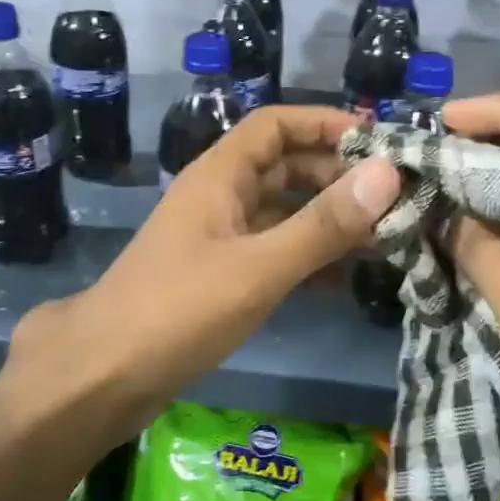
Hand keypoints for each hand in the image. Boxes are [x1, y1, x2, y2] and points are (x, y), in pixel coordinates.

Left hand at [1, 107, 399, 436]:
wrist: (103, 377)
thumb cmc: (178, 310)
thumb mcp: (258, 267)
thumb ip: (323, 224)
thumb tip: (388, 173)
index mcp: (220, 176)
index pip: (276, 124)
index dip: (325, 124)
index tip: (378, 142)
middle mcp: (221, 197)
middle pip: (286, 167)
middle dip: (338, 176)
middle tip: (396, 197)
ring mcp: (220, 238)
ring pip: (284, 212)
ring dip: (329, 219)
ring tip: (386, 236)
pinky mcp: (222, 276)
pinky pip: (275, 251)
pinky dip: (310, 257)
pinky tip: (347, 278)